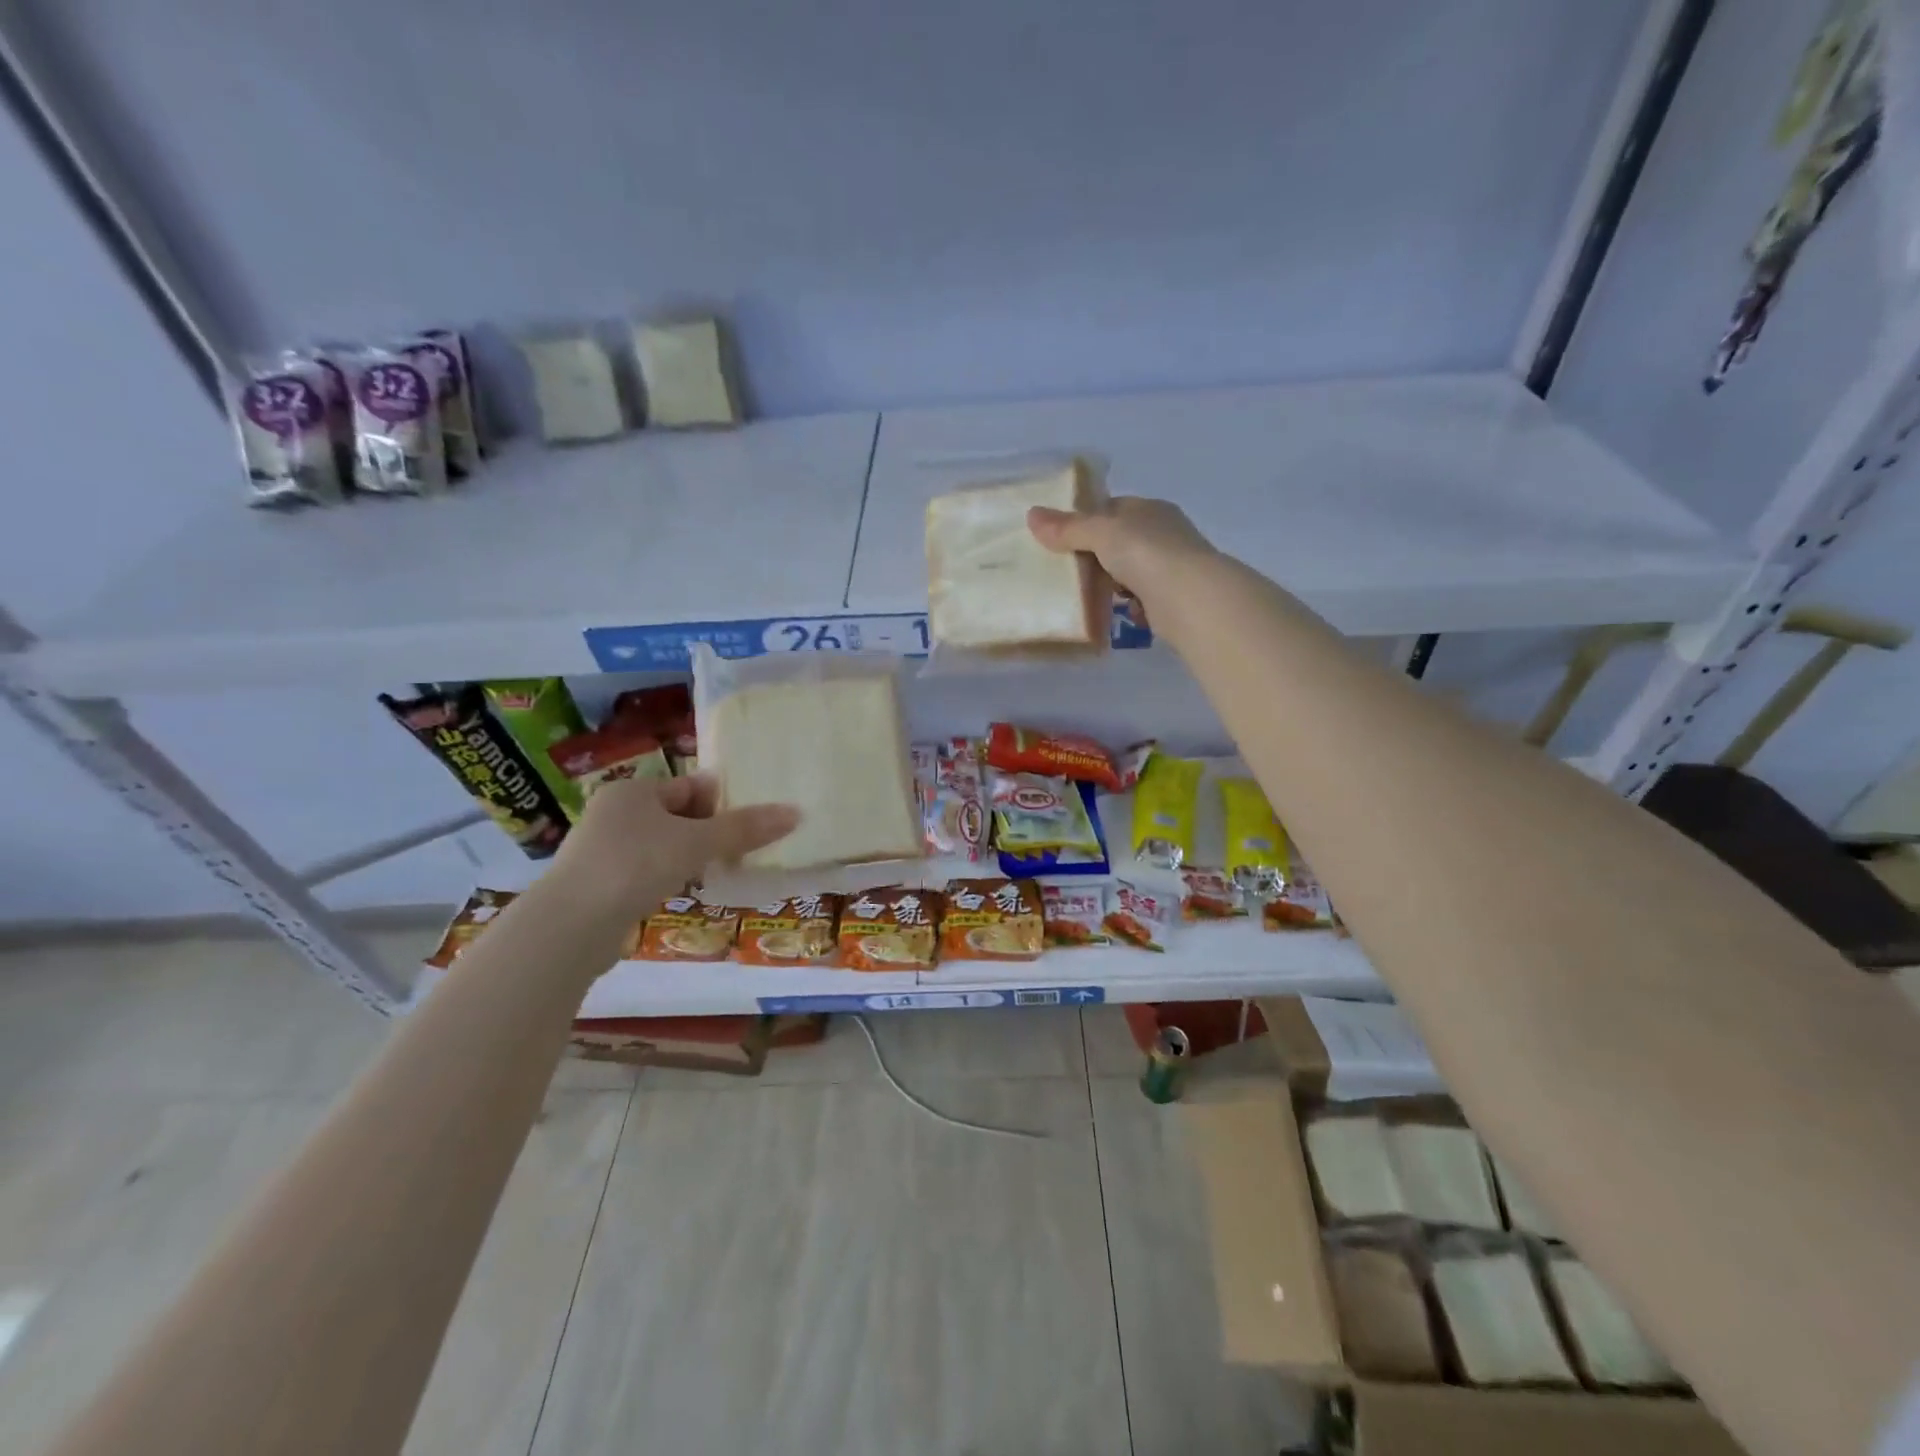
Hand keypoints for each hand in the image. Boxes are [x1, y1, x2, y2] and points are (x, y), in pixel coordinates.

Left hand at [550, 774, 799, 910]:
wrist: (570, 927)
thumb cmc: (635, 866)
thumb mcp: (696, 843)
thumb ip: (744, 828)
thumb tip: (795, 813)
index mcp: (633, 791)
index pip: (689, 785)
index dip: (721, 801)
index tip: (749, 822)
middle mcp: (612, 812)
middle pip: (676, 814)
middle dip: (708, 831)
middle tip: (739, 849)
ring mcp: (600, 849)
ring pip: (661, 844)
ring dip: (688, 856)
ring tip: (716, 872)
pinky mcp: (597, 883)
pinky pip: (644, 871)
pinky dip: (666, 877)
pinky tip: (682, 892)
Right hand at [1027, 496, 1216, 610]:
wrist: (1189, 598)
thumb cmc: (1145, 553)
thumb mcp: (1100, 533)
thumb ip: (1068, 528)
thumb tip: (1032, 515)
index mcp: (1150, 509)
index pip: (1114, 508)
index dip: (1087, 520)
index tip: (1062, 538)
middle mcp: (1164, 534)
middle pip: (1121, 542)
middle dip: (1096, 556)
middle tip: (1066, 571)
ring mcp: (1171, 567)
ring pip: (1131, 572)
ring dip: (1111, 583)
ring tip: (1083, 595)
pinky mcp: (1173, 599)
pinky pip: (1142, 599)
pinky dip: (1127, 606)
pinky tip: (1112, 614)